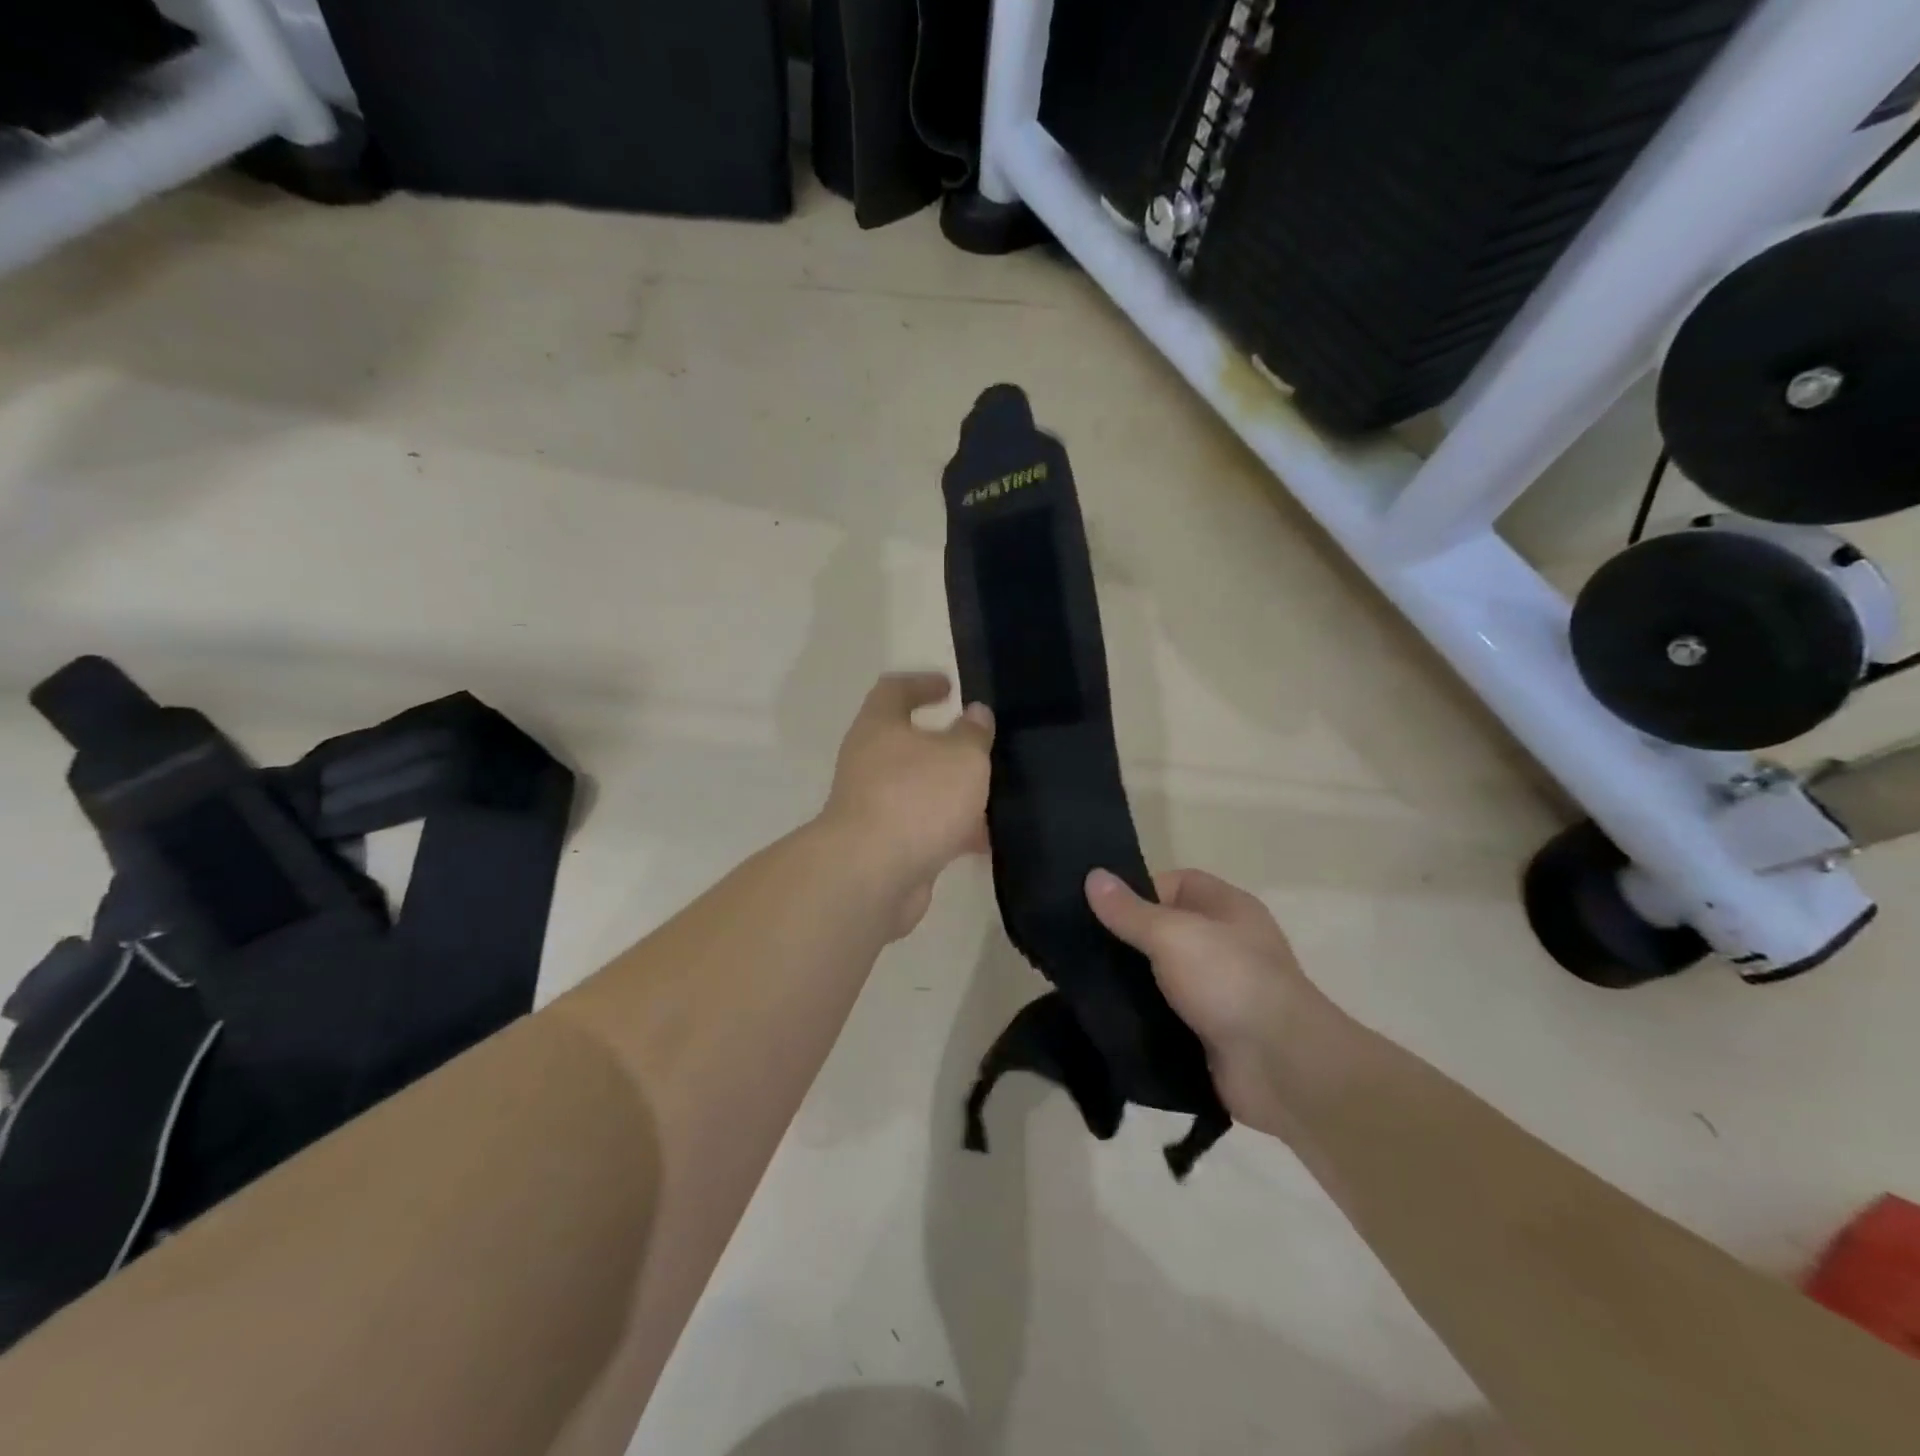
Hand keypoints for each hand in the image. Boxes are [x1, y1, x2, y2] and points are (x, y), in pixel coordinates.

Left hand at [822, 672, 993, 938]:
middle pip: (907, 743)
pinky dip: (951, 830)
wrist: (872, 875)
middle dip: (945, 745)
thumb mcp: (962, 756)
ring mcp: (874, 806)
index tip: (950, 687)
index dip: (922, 683)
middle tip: (981, 746)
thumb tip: (975, 714)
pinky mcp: (884, 846)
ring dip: (951, 791)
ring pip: (919, 789)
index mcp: (879, 727)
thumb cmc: (917, 798)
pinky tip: (984, 841)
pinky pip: (924, 828)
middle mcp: (869, 762)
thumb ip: (973, 733)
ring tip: (993, 796)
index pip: (894, 690)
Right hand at [1086, 867, 1340, 1138]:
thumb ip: (1130, 911)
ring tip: (1082, 986)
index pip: (1173, 883)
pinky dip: (1141, 1020)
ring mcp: (1219, 991)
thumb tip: (1092, 875)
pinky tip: (1106, 1021)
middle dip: (1125, 941)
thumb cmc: (1230, 981)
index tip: (1098, 910)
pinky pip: (1166, 1016)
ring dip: (1130, 983)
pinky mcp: (1210, 1033)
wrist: (1283, 1068)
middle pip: (1163, 931)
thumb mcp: (1172, 935)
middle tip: (1078, 950)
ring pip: (1161, 977)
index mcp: (1226, 907)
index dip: (1136, 892)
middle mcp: (1225, 944)